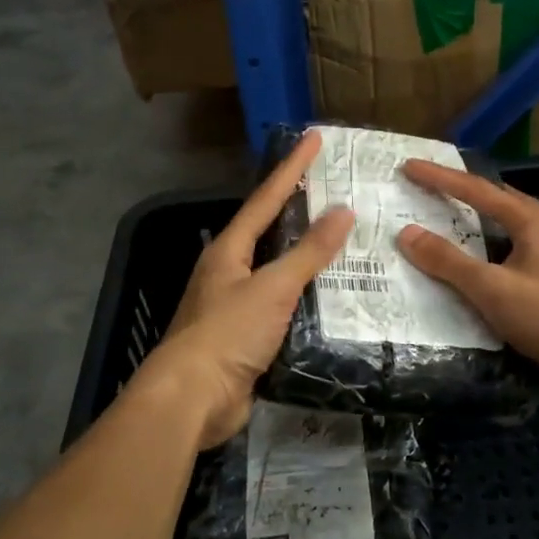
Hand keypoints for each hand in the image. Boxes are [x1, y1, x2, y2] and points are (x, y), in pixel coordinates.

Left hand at [140, 130, 354, 448]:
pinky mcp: (248, 339)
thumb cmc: (227, 333)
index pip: (266, 198)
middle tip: (337, 190)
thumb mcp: (272, 288)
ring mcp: (237, 307)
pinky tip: (334, 299)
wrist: (192, 400)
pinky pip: (285, 308)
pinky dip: (309, 298)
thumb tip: (342, 212)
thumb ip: (308, 252)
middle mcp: (230, 272)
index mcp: (229, 251)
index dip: (292, 168)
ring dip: (309, 258)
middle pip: (270, 232)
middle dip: (300, 210)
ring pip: (279, 272)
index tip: (315, 138)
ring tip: (346, 242)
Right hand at [396, 159, 538, 402]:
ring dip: (475, 224)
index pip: (476, 190)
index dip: (440, 178)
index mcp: (530, 222)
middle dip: (462, 193)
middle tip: (430, 187)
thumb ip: (449, 262)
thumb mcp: (492, 287)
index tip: (410, 167)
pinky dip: (484, 255)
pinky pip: (507, 258)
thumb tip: (407, 234)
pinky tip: (472, 270)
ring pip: (504, 231)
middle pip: (496, 202)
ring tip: (446, 222)